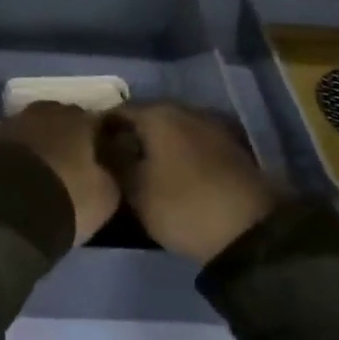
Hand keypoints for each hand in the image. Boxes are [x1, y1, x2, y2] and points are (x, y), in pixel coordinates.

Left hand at [0, 102, 121, 246]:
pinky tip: (16, 176)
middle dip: (67, 138)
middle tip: (71, 165)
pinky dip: (16, 156)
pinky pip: (11, 144)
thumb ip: (111, 175)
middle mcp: (47, 111)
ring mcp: (14, 121)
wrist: (4, 206)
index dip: (101, 140)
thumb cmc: (66, 197)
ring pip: (34, 129)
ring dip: (39, 145)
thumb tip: (109, 167)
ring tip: (41, 172)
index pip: (98, 122)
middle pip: (63, 120)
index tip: (104, 158)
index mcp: (80, 119)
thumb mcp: (105, 195)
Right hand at [107, 102, 278, 263]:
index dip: (100, 130)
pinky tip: (171, 176)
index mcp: (157, 113)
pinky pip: (191, 144)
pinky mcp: (229, 147)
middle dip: (129, 137)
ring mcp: (210, 126)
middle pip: (146, 118)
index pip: (117, 111)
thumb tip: (100, 143)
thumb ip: (113, 161)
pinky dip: (177, 155)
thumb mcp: (135, 189)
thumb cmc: (182, 204)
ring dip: (155, 146)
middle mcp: (184, 109)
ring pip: (170, 131)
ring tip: (141, 173)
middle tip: (113, 164)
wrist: (250, 229)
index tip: (89, 152)